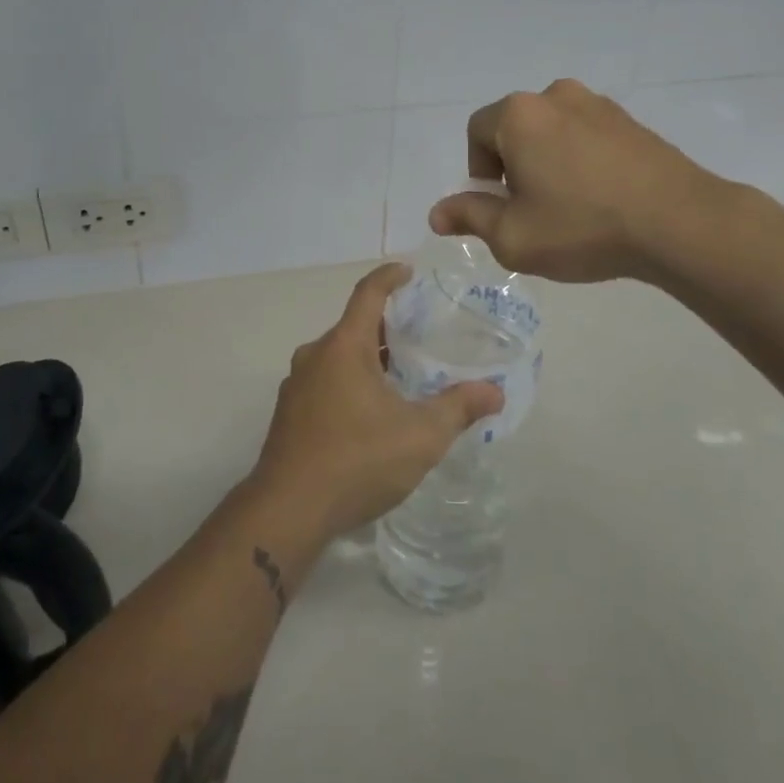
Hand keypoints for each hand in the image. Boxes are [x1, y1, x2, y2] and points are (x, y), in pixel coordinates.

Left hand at [248, 263, 503, 541]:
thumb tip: (495, 392)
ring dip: (367, 360)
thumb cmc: (357, 460)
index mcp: (343, 347)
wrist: (288, 510)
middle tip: (419, 337)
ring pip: (338, 358)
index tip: (407, 271)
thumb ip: (458, 408)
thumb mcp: (420, 436)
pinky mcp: (289, 414)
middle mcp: (314, 356)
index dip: (389, 277)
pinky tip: (370, 415)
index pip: (368, 294)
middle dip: (385, 328)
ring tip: (400, 378)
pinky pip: (325, 383)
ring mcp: (296, 386)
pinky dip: (349, 384)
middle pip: (353, 328)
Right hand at [428, 78, 742, 286]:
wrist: (680, 223)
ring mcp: (599, 105)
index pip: (477, 132)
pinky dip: (581, 161)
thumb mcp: (513, 236)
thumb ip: (469, 217)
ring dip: (548, 163)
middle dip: (513, 167)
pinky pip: (587, 136)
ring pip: (552, 132)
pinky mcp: (632, 121)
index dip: (479, 172)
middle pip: (515, 129)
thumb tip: (437, 214)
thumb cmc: (583, 227)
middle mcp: (556, 96)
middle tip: (531, 211)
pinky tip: (600, 198)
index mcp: (520, 115)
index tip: (500, 207)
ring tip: (569, 207)